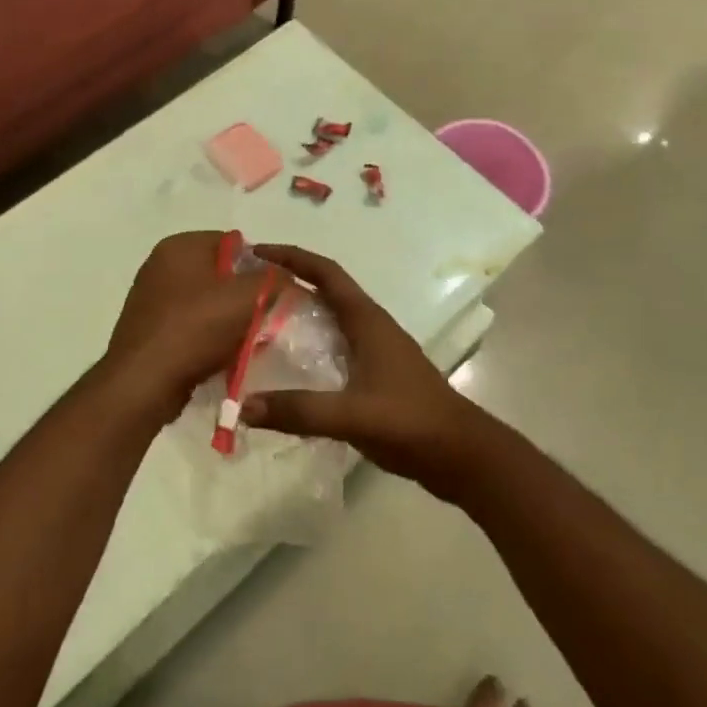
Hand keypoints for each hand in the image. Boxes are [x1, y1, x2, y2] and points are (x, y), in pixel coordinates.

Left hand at [100, 232, 268, 425]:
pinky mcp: (148, 328)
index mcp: (180, 246)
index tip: (275, 292)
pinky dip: (207, 336)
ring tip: (245, 340)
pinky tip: (220, 356)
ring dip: (227, 318)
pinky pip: (189, 324)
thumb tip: (285, 276)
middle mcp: (161, 264)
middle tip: (264, 317)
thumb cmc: (195, 329)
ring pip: (205, 301)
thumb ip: (273, 280)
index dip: (259, 265)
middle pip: (219, 272)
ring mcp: (151, 297)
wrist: (143, 383)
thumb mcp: (247, 298)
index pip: (233, 242)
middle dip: (243, 294)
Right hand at [240, 245, 487, 492]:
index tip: (257, 252)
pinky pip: (334, 346)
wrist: (462, 454)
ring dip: (297, 315)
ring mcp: (375, 350)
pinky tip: (288, 368)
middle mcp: (369, 326)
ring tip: (257, 325)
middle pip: (323, 290)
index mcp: (366, 319)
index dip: (291, 257)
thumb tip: (244, 407)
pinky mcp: (376, 374)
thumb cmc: (411, 421)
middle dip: (288, 283)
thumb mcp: (354, 415)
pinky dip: (308, 346)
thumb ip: (301, 411)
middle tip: (247, 290)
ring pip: (328, 319)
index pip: (325, 272)